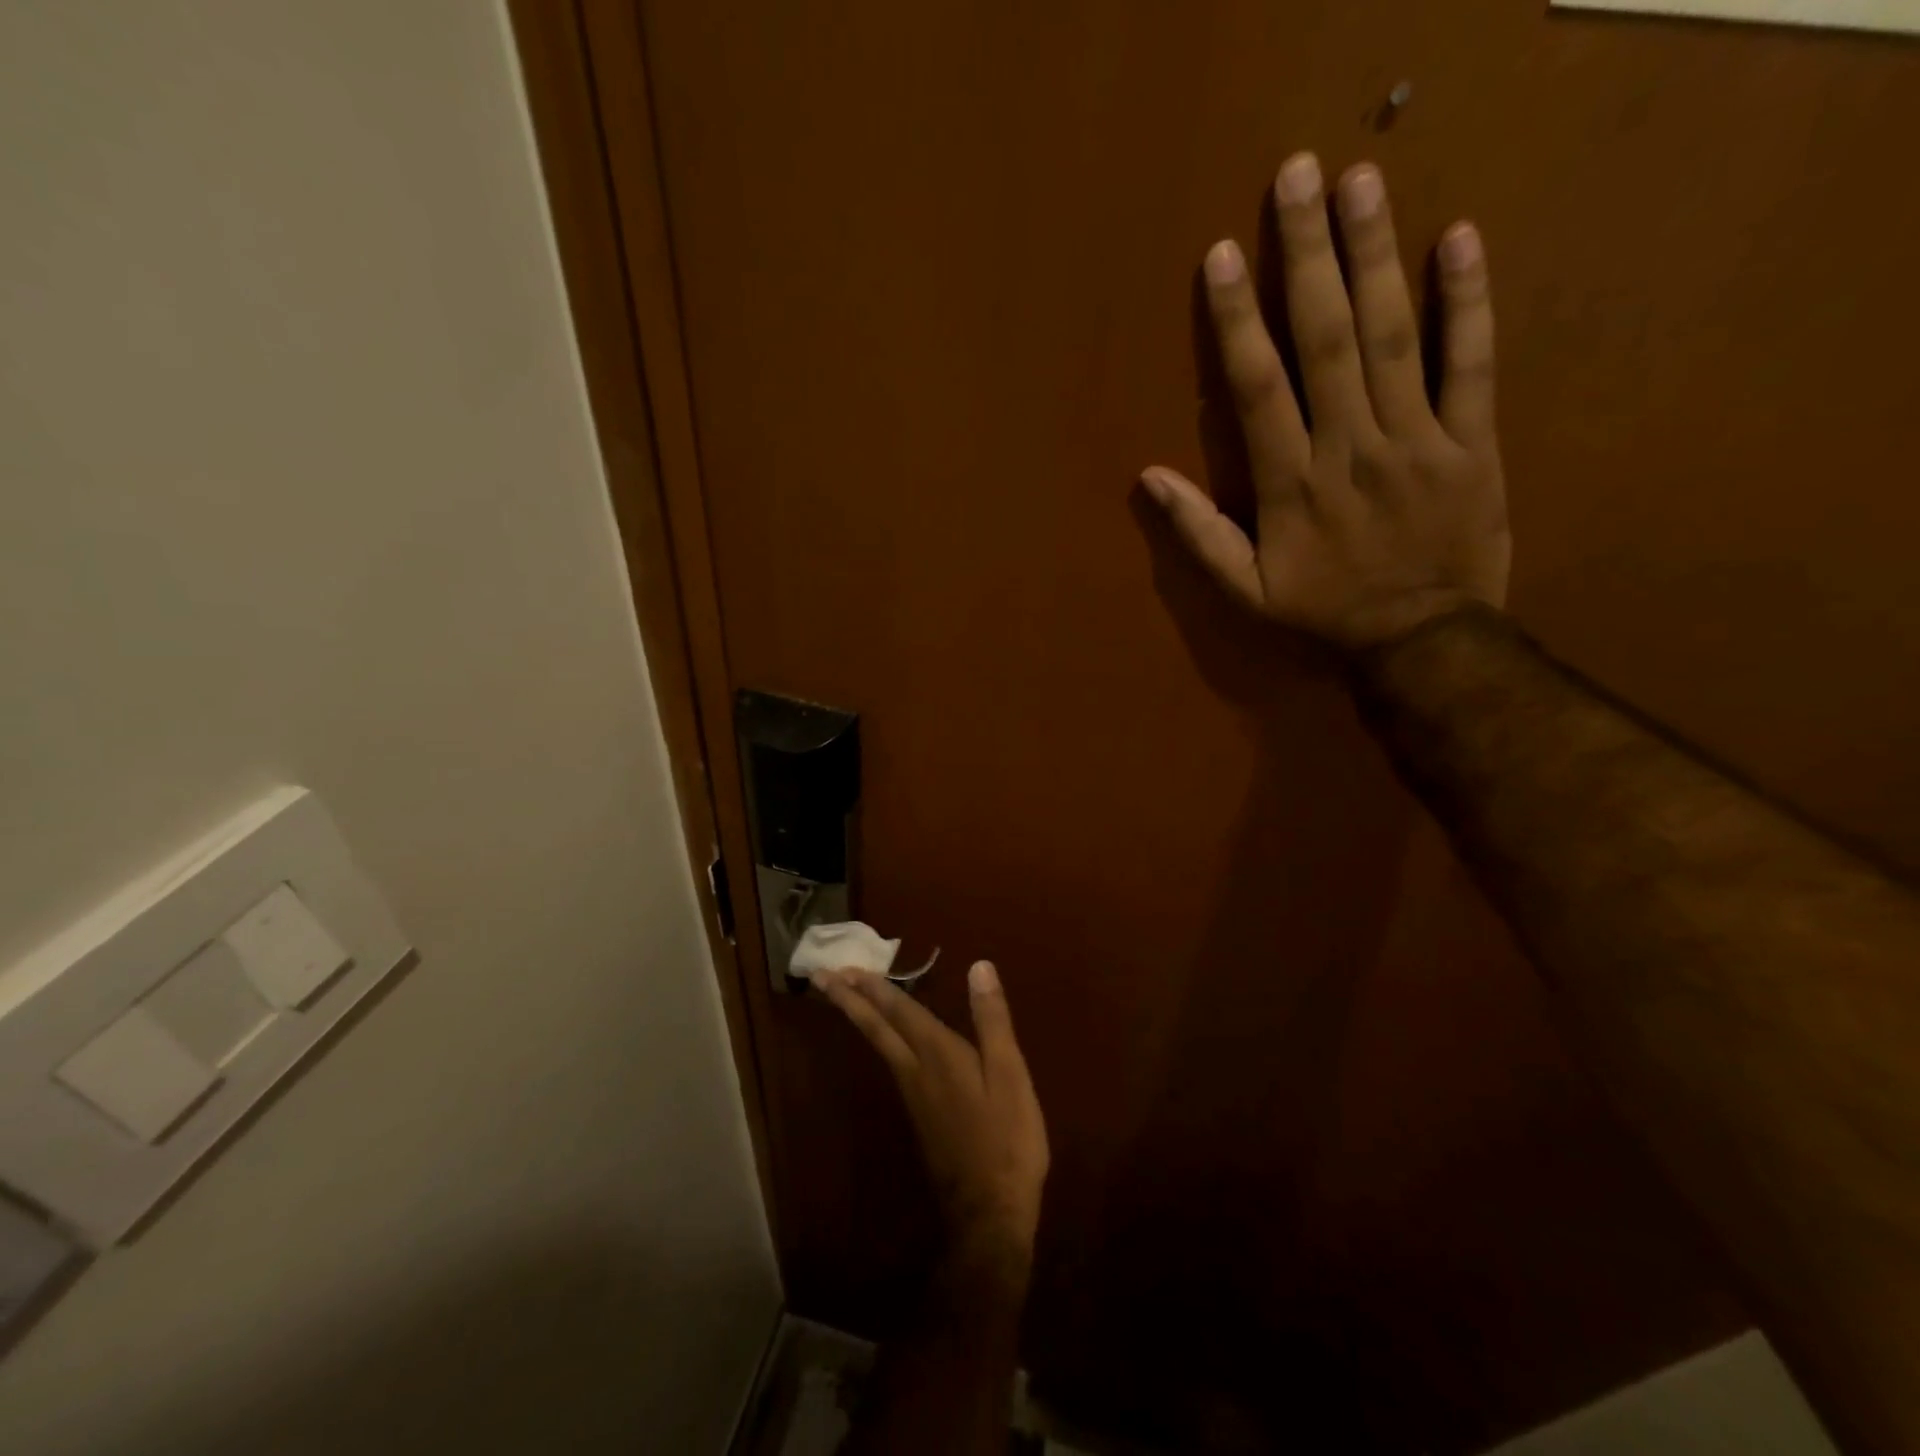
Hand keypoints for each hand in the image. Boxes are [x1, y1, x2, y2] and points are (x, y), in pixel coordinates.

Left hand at [815, 961, 1048, 1285]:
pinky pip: (892, 1063)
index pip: (900, 1011)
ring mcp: (914, 1096)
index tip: (843, 966)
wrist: (990, 1213)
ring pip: (880, 1046)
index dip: (874, 986)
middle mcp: (916, 1071)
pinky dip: (880, 1040)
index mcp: (939, 1055)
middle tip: (819, 977)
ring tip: (845, 997)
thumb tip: (979, 966)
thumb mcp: (1010, 1074)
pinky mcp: (920, 1117)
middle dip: (849, 1000)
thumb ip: (992, 1020)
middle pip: (877, 1028)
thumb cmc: (1007, 1139)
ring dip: (860, 1016)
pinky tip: (887, 1040)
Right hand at [1140, 153, 1508, 650]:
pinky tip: (1458, 239)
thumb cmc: (1324, 613)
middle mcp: (1350, 448)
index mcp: (1291, 485)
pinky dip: (1468, 303)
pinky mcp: (1472, 442)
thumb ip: (1198, 534)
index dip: (1238, 322)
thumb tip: (1148, 479)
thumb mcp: (1246, 590)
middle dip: (1308, 257)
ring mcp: (1416, 440)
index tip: (1223, 257)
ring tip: (1361, 183)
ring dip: (1375, 257)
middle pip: (1326, 341)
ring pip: (1393, 339)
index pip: (1259, 390)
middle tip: (1298, 176)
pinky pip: (1471, 365)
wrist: (1422, 639)